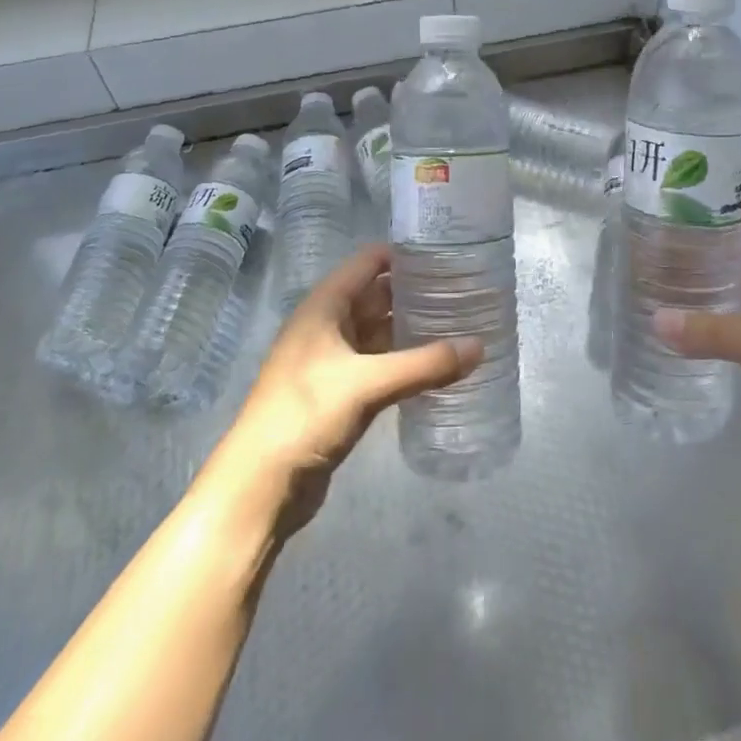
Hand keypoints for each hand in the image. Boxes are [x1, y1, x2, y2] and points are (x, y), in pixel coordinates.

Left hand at [213, 244, 479, 531]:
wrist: (260, 486)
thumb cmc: (305, 415)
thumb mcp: (368, 384)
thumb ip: (425, 364)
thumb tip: (479, 346)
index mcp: (324, 306)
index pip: (369, 261)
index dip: (406, 253)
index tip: (449, 253)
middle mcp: (327, 325)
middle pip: (377, 295)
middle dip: (416, 292)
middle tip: (465, 290)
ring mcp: (332, 360)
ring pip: (380, 331)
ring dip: (412, 328)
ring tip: (460, 322)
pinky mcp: (339, 392)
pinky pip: (379, 363)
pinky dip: (405, 360)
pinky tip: (437, 364)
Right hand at [655, 211, 740, 485]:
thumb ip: (714, 331)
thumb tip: (654, 320)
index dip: (718, 218)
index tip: (672, 218)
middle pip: (740, 255)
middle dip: (702, 253)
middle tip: (650, 250)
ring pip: (735, 290)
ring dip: (703, 286)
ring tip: (653, 279)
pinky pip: (733, 324)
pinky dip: (708, 320)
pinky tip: (673, 321)